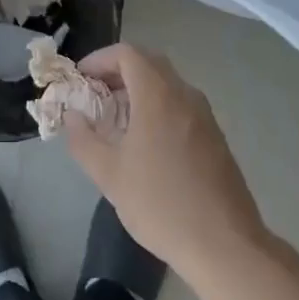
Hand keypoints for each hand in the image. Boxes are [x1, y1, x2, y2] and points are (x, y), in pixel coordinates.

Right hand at [65, 43, 266, 276]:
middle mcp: (184, 94)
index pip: (127, 53)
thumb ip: (84, 140)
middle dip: (117, 72)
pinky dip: (157, 106)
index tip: (80, 78)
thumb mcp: (109, 175)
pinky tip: (145, 142)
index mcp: (158, 95)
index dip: (99, 59)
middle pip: (148, 63)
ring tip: (115, 119)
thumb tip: (73, 117)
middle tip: (95, 94)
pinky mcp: (215, 136)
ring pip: (166, 84)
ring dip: (138, 90)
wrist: (225, 245)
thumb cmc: (161, 204)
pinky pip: (180, 104)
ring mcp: (204, 114)